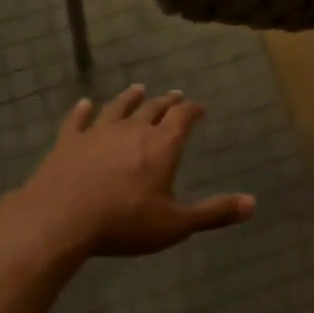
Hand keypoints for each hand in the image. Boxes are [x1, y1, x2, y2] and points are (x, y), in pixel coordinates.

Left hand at [15, 86, 254, 255]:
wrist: (60, 219)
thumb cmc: (124, 222)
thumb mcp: (176, 224)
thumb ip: (214, 212)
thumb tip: (254, 203)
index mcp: (162, 146)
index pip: (182, 118)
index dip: (192, 110)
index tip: (199, 105)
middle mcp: (132, 130)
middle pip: (153, 109)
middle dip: (166, 102)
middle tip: (174, 95)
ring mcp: (97, 133)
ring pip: (118, 108)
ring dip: (129, 98)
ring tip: (138, 88)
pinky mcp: (68, 142)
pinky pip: (78, 120)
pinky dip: (82, 111)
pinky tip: (85, 104)